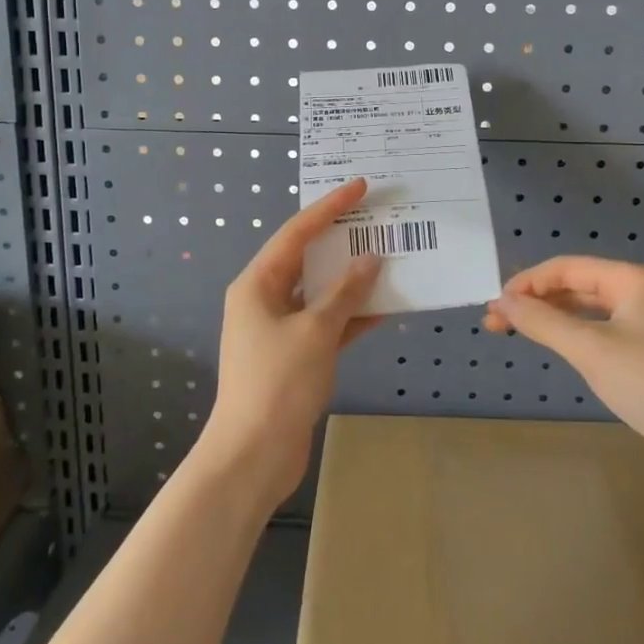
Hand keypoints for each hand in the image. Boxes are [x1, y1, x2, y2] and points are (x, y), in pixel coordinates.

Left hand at [200, 179, 382, 506]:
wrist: (253, 456)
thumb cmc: (278, 383)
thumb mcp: (315, 331)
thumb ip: (344, 293)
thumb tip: (370, 261)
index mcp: (257, 284)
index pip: (297, 232)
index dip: (329, 208)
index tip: (360, 187)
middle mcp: (265, 299)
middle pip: (308, 259)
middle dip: (343, 241)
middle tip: (377, 220)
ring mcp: (280, 328)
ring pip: (321, 292)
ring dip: (352, 280)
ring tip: (389, 258)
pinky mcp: (295, 355)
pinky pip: (327, 323)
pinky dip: (352, 316)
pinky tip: (385, 308)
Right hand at [484, 256, 643, 482]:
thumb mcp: (589, 348)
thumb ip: (542, 321)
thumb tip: (503, 301)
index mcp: (633, 279)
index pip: (568, 268)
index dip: (528, 282)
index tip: (496, 304)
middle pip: (579, 287)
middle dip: (537, 301)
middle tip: (497, 321)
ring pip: (591, 312)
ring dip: (554, 319)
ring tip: (518, 332)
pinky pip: (605, 334)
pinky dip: (576, 337)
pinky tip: (559, 348)